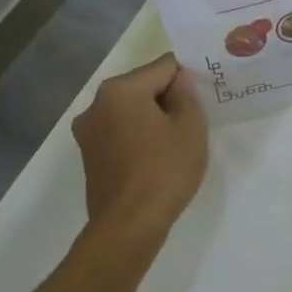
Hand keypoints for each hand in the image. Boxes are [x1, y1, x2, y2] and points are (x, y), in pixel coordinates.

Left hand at [72, 54, 207, 233]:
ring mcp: (88, 131)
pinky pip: (119, 133)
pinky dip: (137, 137)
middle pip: (143, 87)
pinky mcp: (88, 155)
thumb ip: (186, 94)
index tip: (202, 99)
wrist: (129, 225)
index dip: (187, 79)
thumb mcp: (191, 128)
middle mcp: (97, 103)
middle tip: (193, 123)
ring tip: (174, 144)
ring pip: (130, 111)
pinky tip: (154, 159)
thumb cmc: (165, 171)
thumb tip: (178, 81)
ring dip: (151, 119)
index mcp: (121, 89)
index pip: (164, 66)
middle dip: (167, 99)